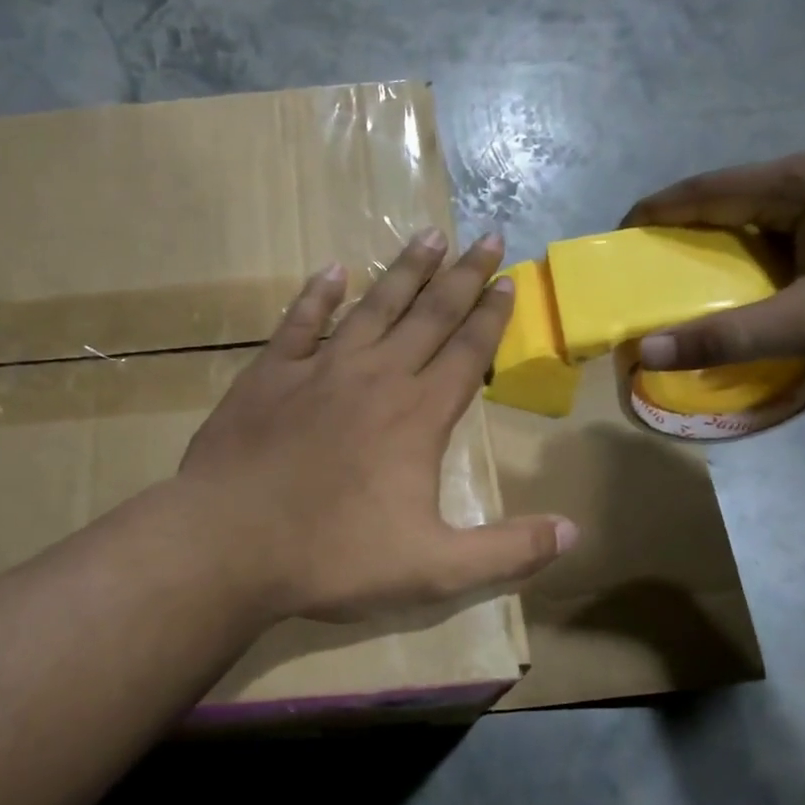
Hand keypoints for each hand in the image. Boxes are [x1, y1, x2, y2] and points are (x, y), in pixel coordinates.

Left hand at [179, 230, 576, 621]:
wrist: (229, 542)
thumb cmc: (333, 557)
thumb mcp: (433, 569)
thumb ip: (507, 551)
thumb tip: (574, 532)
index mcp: (417, 416)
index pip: (467, 353)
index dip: (492, 317)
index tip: (509, 281)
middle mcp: (374, 378)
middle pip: (428, 316)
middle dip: (462, 277)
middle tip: (487, 237)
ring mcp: (318, 370)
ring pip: (372, 307)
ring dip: (404, 271)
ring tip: (429, 236)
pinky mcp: (268, 376)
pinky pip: (300, 322)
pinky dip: (318, 296)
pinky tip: (333, 271)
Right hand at [625, 146, 804, 371]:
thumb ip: (728, 338)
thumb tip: (645, 354)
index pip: (708, 189)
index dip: (654, 213)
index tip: (614, 241)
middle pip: (732, 202)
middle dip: (684, 238)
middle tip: (645, 279)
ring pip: (762, 222)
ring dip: (723, 255)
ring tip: (688, 293)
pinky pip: (791, 237)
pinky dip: (758, 264)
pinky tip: (751, 296)